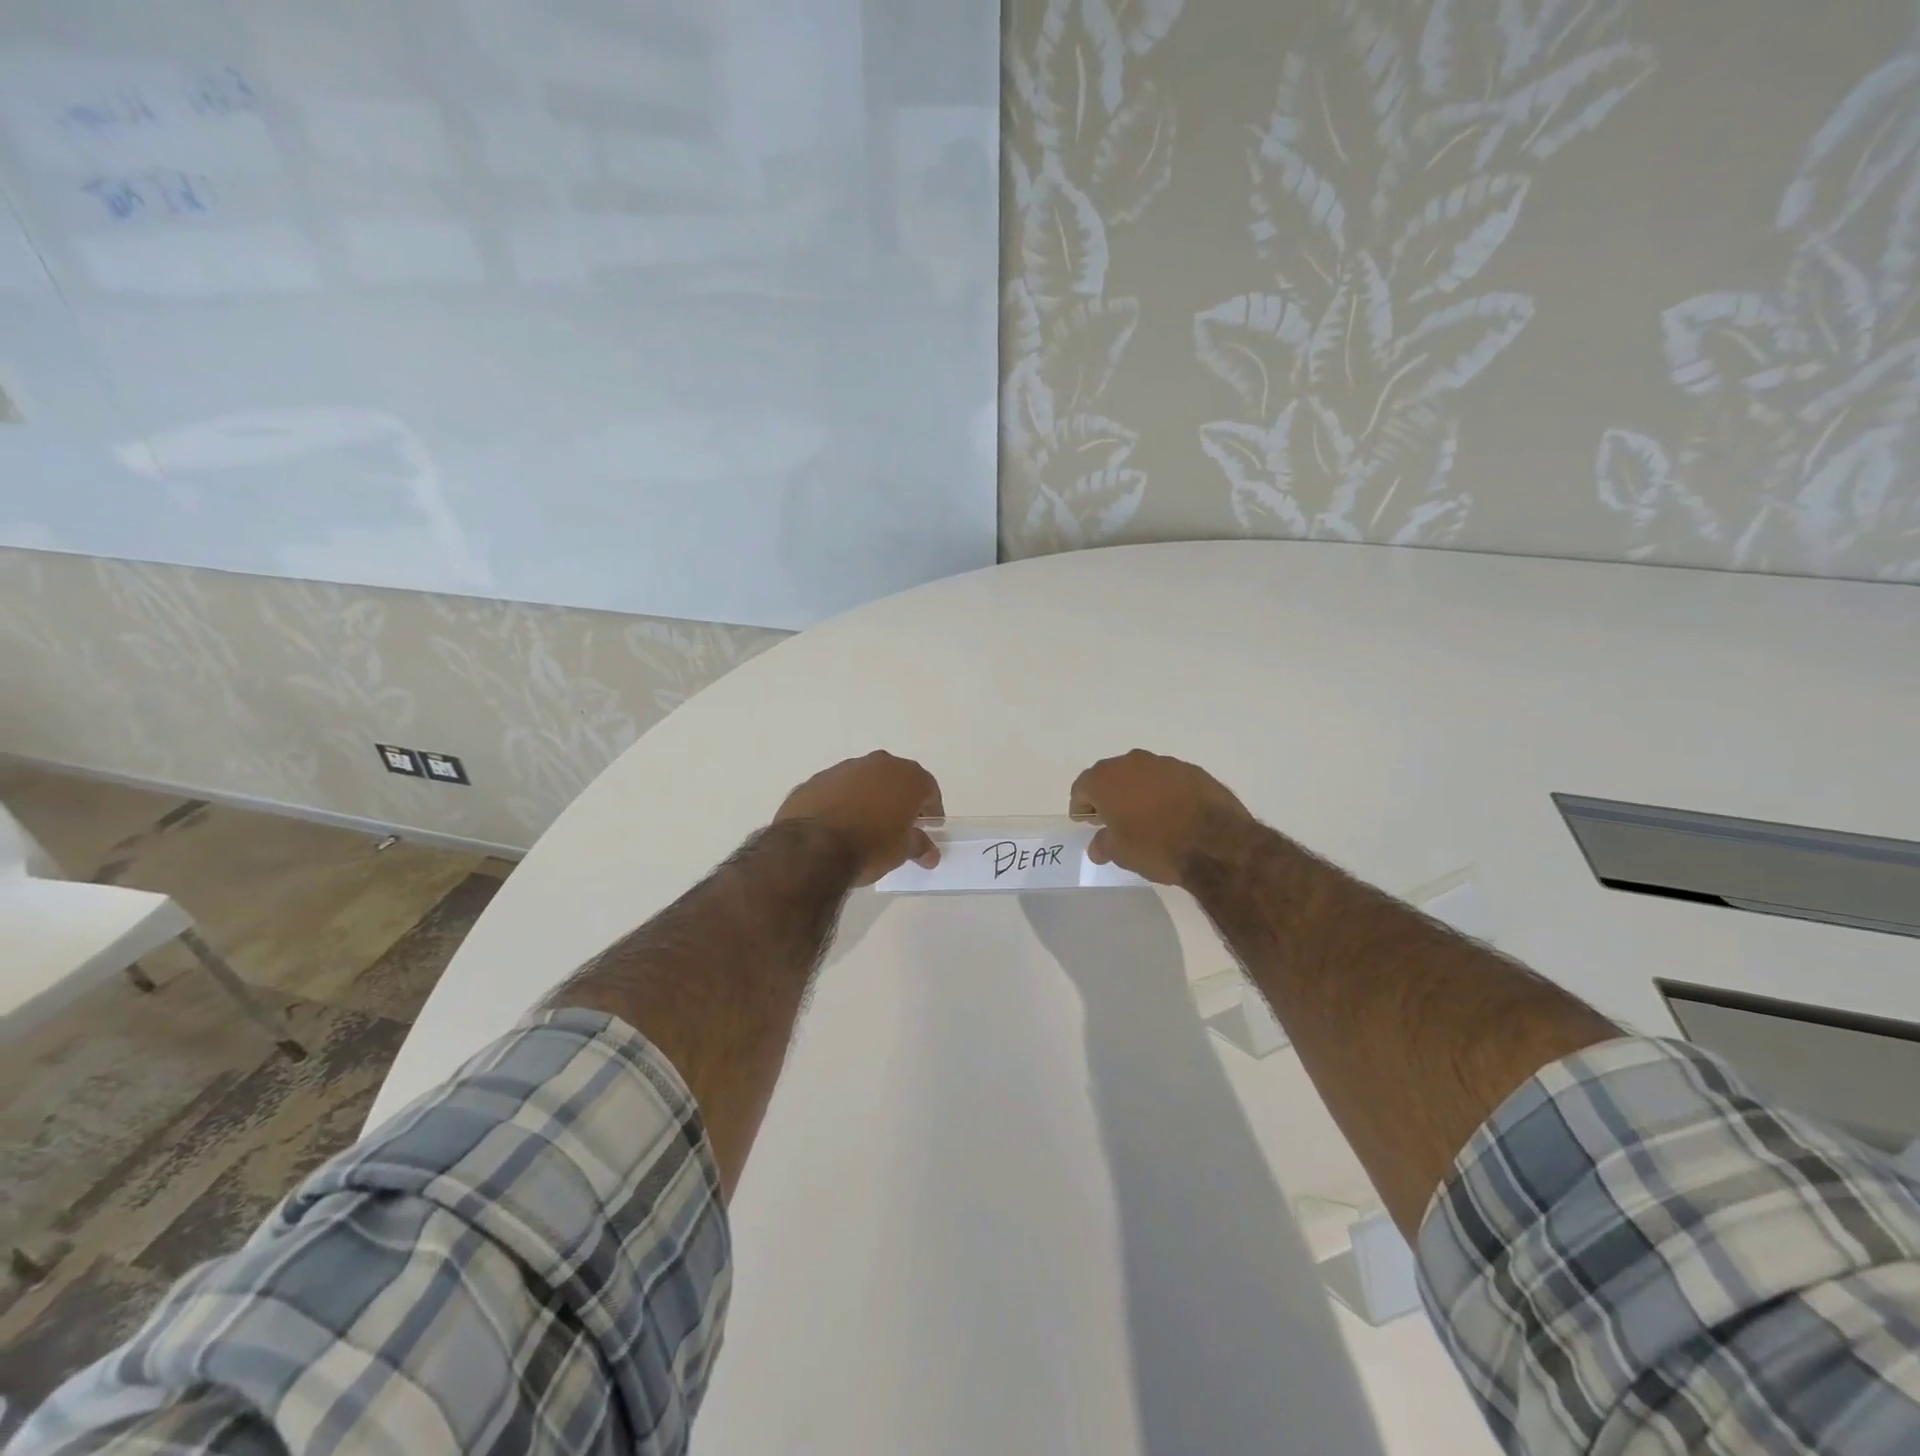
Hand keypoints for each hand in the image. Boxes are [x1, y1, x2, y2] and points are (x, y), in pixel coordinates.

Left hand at [774, 751, 944, 886]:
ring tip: (864, 826)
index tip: (928, 827)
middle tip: (898, 825)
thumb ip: (919, 846)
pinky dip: (842, 802)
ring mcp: (844, 768)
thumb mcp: (902, 851)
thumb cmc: (871, 846)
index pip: (928, 789)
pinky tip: (837, 825)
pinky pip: (837, 789)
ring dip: (868, 797)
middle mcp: (878, 763)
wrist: (812, 847)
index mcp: (907, 776)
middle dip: (899, 799)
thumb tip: (930, 854)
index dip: (931, 809)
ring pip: (864, 780)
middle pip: (896, 779)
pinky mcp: (816, 780)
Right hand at [1069, 750, 1257, 885]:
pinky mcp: (1193, 770)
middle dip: (1108, 795)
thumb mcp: (1121, 853)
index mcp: (1106, 779)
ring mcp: (1165, 763)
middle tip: (1112, 818)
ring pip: (1141, 774)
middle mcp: (1132, 763)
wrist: (1216, 843)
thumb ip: (1103, 844)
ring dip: (1137, 791)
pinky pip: (1168, 779)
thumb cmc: (1156, 846)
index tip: (1086, 822)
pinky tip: (1172, 813)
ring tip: (1145, 816)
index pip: (1082, 788)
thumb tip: (1098, 845)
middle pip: (1110, 776)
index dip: (1081, 806)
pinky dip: (1164, 792)